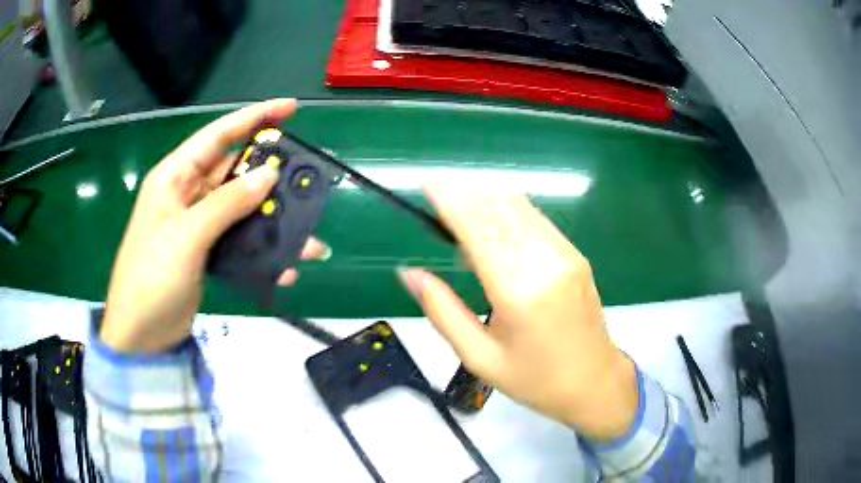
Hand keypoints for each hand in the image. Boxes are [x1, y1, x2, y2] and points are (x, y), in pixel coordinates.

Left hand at [101, 99, 329, 352]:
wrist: (142, 334)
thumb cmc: (153, 276)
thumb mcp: (188, 235)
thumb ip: (227, 203)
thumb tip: (269, 174)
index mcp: (175, 177)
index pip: (218, 135)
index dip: (254, 118)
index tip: (290, 108)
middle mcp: (188, 194)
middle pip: (235, 172)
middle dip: (270, 176)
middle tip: (306, 179)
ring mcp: (198, 224)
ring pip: (242, 209)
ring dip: (273, 221)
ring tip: (309, 237)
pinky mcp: (207, 251)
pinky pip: (240, 240)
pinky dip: (262, 251)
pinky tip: (285, 267)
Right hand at [398, 185, 637, 440]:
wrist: (594, 381)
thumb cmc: (534, 379)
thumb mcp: (480, 357)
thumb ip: (443, 312)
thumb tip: (409, 274)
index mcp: (518, 292)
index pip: (479, 231)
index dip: (453, 202)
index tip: (430, 183)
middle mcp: (545, 262)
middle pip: (499, 210)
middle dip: (467, 193)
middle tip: (439, 190)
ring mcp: (565, 254)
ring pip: (520, 208)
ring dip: (487, 198)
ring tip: (460, 204)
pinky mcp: (574, 254)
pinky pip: (536, 219)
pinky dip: (508, 210)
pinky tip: (492, 221)